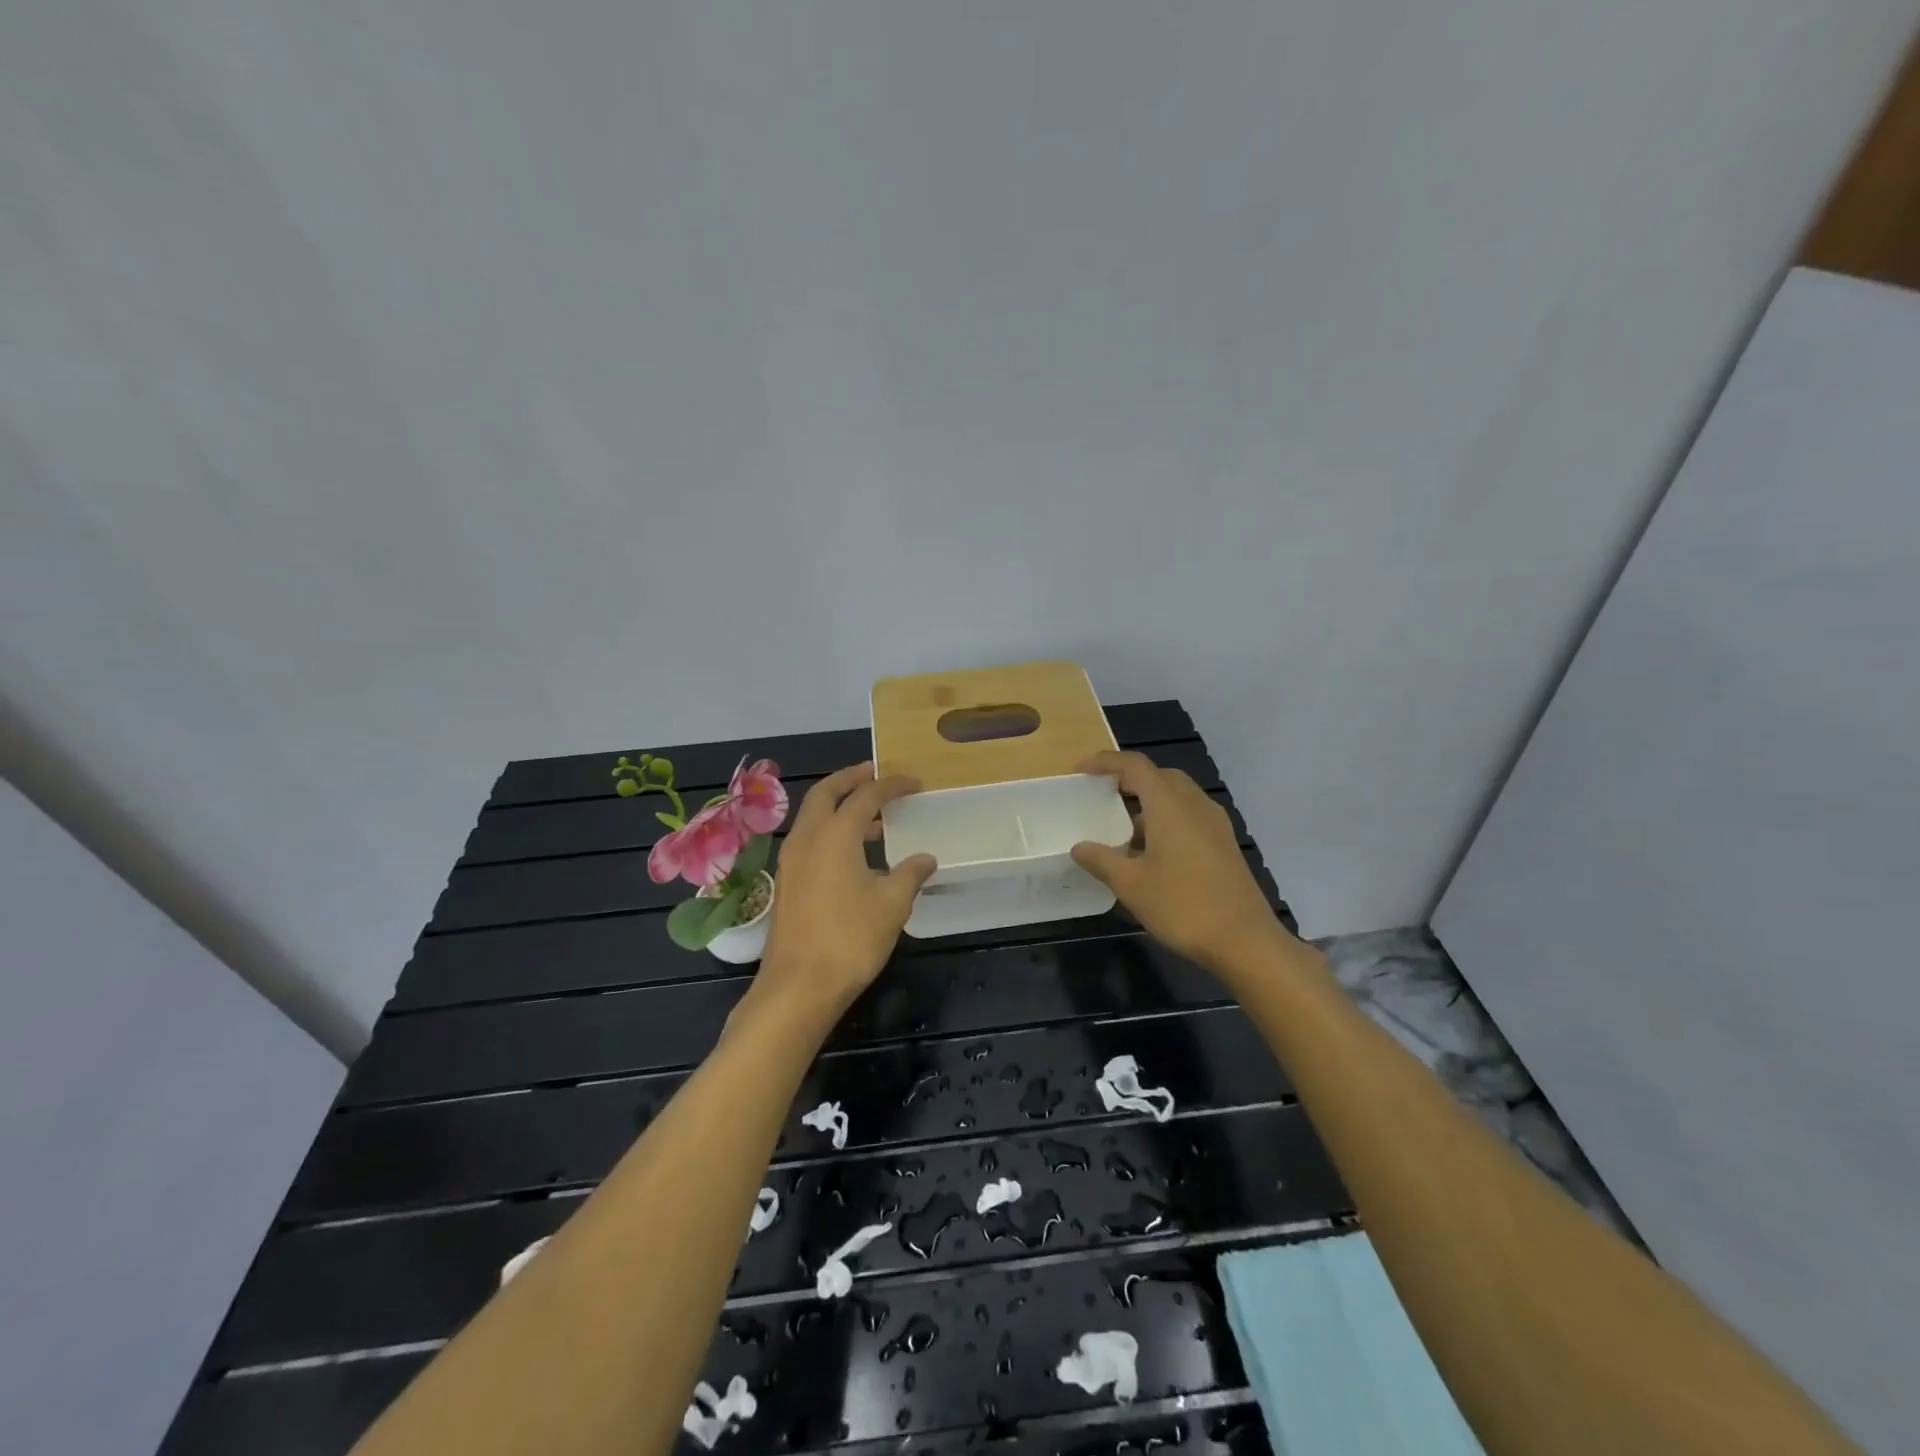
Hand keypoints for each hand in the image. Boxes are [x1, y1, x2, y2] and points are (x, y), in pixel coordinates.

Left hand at [756, 762, 935, 1015]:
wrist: (798, 986)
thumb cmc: (850, 939)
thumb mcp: (892, 904)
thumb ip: (910, 873)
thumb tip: (926, 858)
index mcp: (834, 834)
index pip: (865, 795)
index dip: (891, 785)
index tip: (914, 782)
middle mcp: (807, 837)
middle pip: (826, 792)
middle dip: (852, 779)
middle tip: (877, 775)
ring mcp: (791, 860)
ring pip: (814, 816)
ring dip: (840, 807)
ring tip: (874, 819)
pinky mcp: (787, 881)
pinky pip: (809, 838)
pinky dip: (830, 830)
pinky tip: (854, 854)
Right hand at [1071, 750, 1290, 972]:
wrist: (1244, 940)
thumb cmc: (1182, 905)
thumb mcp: (1131, 884)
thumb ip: (1101, 860)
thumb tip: (1080, 847)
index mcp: (1170, 805)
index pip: (1135, 766)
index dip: (1106, 762)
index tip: (1082, 770)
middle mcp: (1195, 805)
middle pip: (1160, 776)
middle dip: (1131, 779)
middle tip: (1104, 793)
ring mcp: (1215, 824)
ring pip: (1178, 797)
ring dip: (1150, 801)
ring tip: (1124, 828)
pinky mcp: (1225, 844)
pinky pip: (1190, 816)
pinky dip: (1167, 819)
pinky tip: (1153, 852)